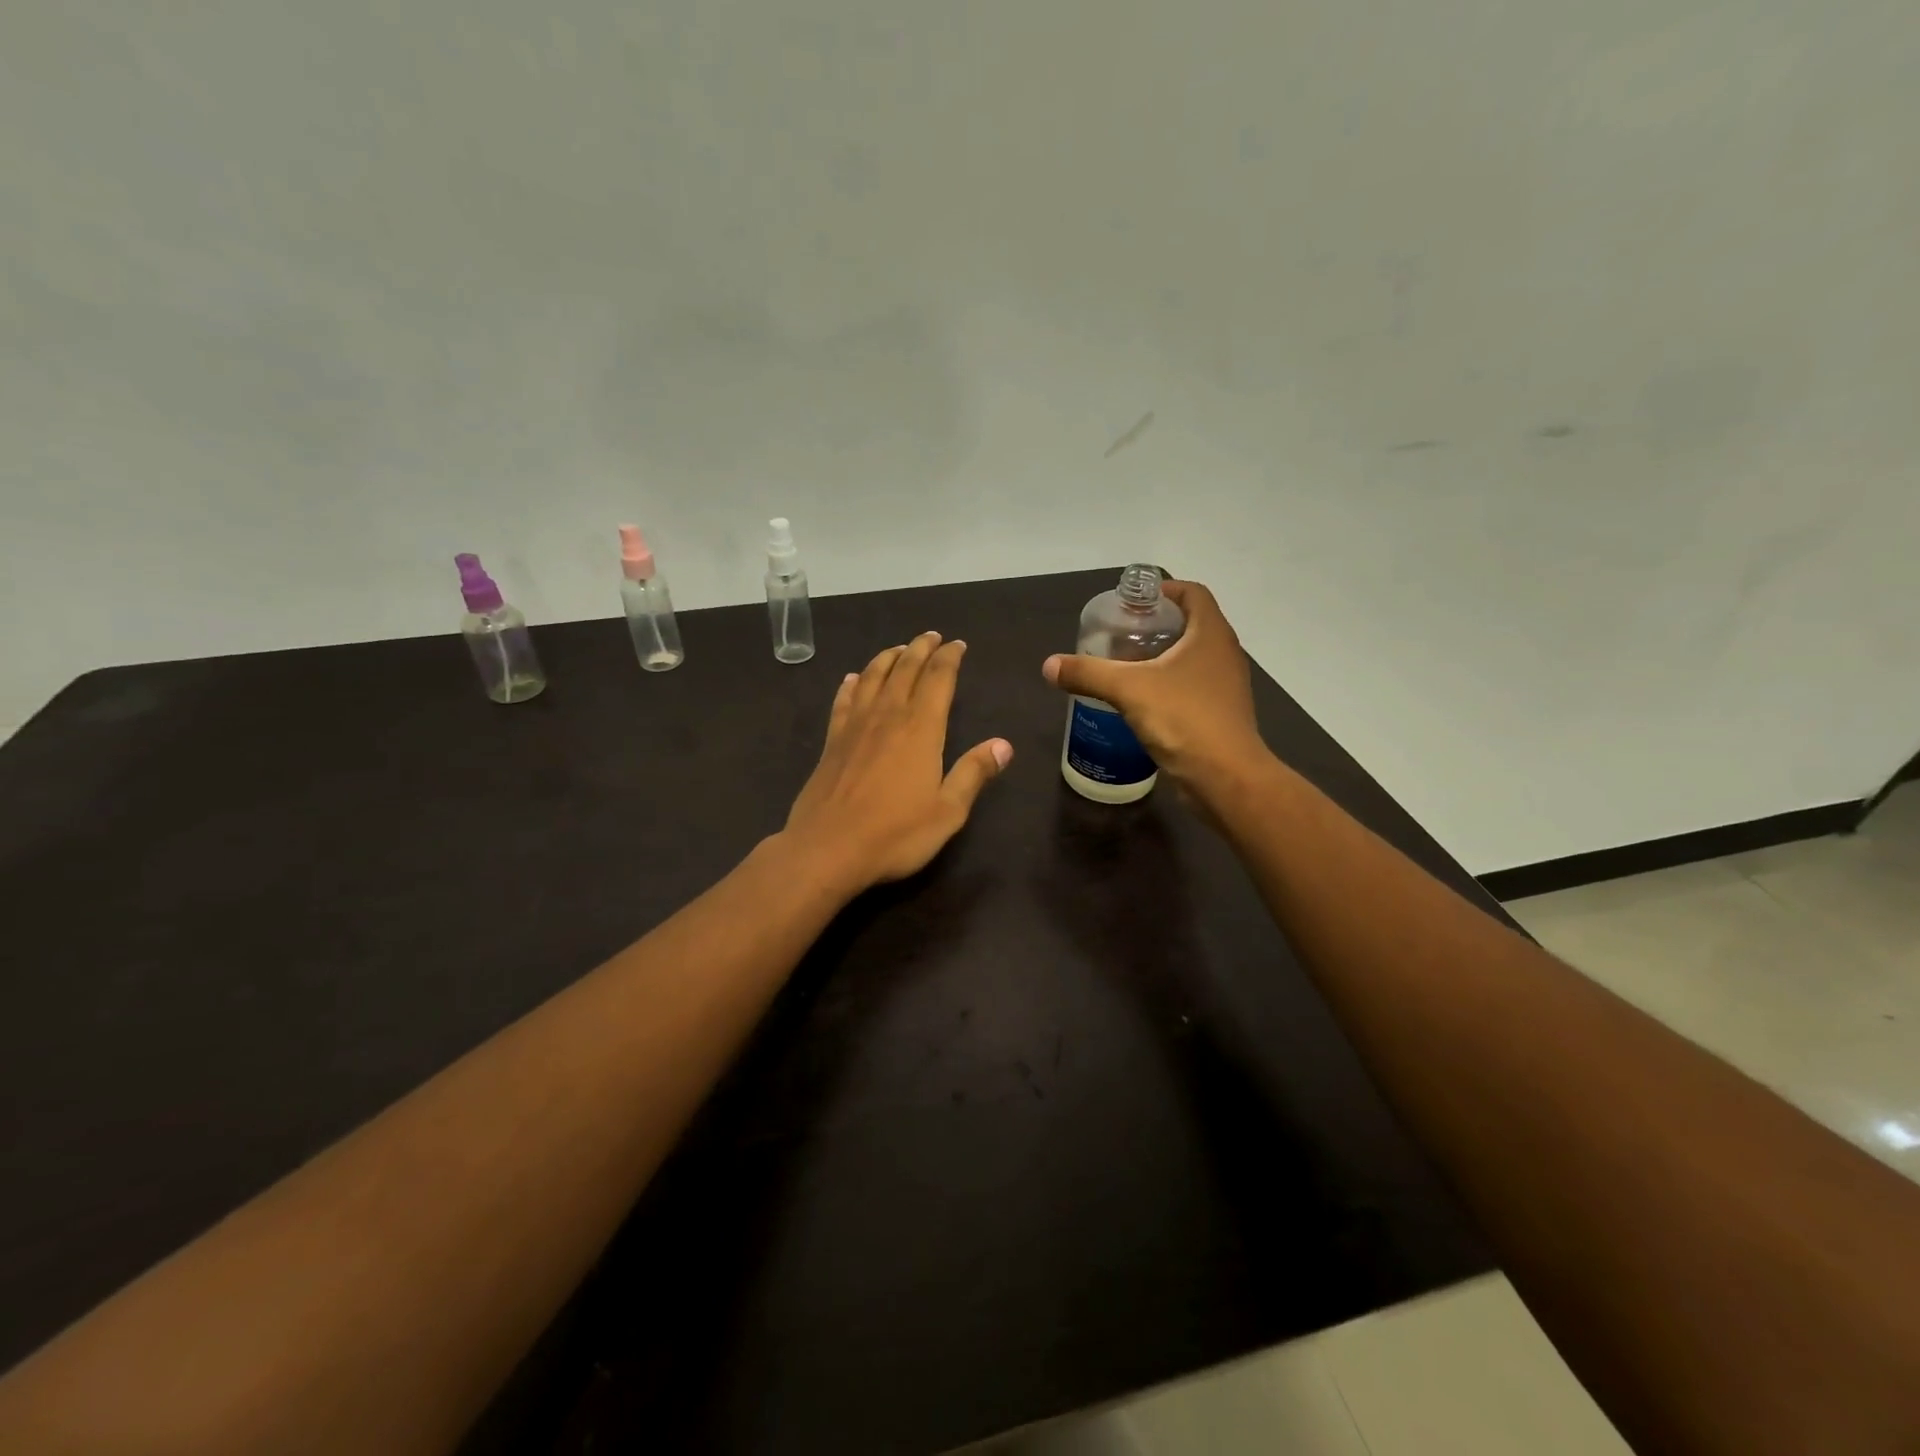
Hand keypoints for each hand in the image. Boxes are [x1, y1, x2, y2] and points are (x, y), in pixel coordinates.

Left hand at [783, 632, 1013, 892]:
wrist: (827, 849)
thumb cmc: (895, 834)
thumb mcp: (948, 811)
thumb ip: (974, 773)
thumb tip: (1003, 745)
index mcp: (921, 729)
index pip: (938, 679)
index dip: (949, 658)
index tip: (958, 645)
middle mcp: (887, 717)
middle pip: (905, 669)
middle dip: (920, 649)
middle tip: (931, 636)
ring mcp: (855, 727)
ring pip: (873, 678)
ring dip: (888, 658)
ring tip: (898, 649)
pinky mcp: (831, 742)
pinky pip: (843, 702)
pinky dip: (852, 685)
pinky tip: (853, 679)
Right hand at [1041, 580, 1267, 799]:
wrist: (1225, 778)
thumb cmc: (1183, 719)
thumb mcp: (1128, 690)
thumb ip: (1088, 673)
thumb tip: (1049, 665)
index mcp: (1211, 634)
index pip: (1193, 593)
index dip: (1164, 590)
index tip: (1133, 601)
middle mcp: (1224, 653)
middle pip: (1192, 624)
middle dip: (1157, 625)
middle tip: (1120, 634)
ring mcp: (1225, 686)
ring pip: (1193, 658)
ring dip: (1163, 657)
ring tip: (1125, 666)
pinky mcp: (1221, 714)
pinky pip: (1193, 687)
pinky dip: (1169, 685)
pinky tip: (1141, 701)